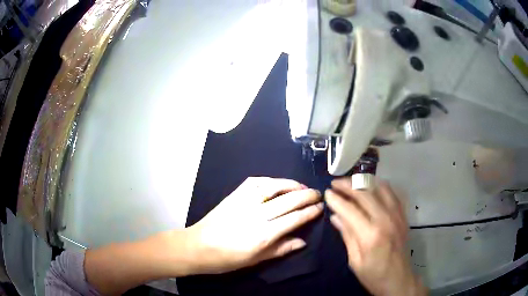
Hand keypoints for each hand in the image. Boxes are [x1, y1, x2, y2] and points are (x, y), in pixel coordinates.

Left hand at [185, 177, 322, 273]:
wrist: (198, 246)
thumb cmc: (227, 258)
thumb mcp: (256, 260)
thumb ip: (281, 249)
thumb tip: (303, 241)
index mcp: (264, 234)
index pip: (295, 219)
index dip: (310, 212)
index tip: (320, 207)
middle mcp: (257, 215)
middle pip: (289, 201)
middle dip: (307, 196)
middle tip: (317, 194)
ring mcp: (245, 202)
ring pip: (274, 187)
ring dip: (292, 185)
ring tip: (303, 187)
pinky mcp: (235, 195)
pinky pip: (256, 182)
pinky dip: (271, 180)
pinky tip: (278, 183)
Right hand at [325, 179, 425, 295]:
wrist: (398, 279)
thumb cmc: (373, 275)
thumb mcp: (354, 260)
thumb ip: (347, 235)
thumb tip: (335, 216)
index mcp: (370, 235)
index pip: (349, 209)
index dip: (336, 199)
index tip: (326, 193)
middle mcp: (385, 220)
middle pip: (364, 193)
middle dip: (347, 185)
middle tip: (335, 183)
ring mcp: (397, 215)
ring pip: (379, 188)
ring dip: (364, 182)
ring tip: (351, 183)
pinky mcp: (403, 215)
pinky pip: (392, 193)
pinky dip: (379, 186)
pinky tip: (371, 187)